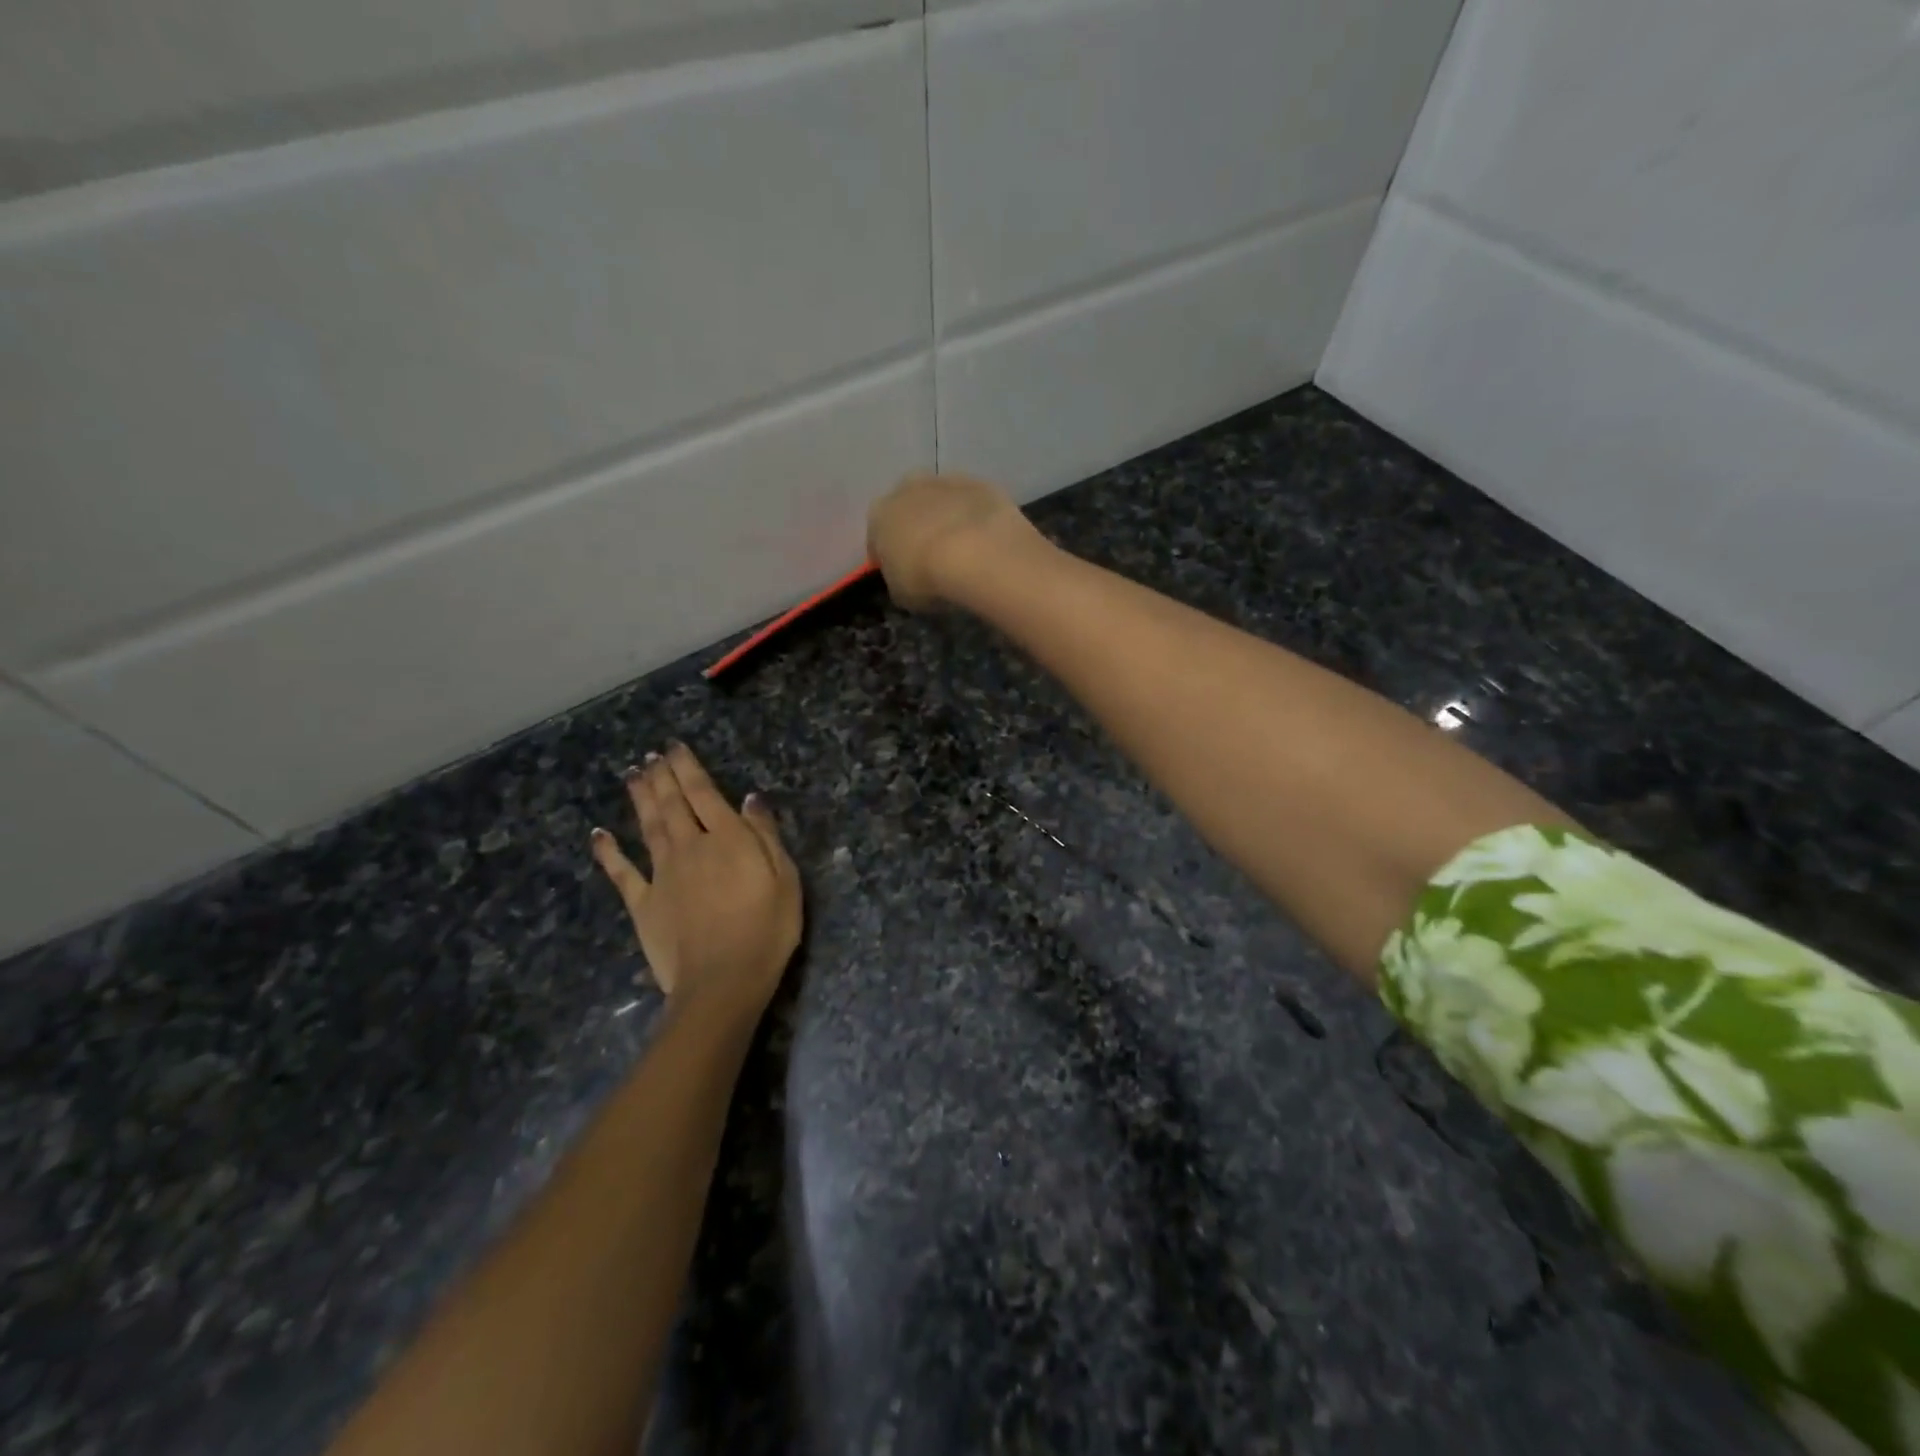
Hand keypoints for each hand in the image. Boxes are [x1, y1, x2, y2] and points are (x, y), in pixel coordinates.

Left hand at [590, 743, 800, 1031]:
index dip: (688, 767)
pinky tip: (599, 834)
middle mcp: (690, 847)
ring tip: (633, 774)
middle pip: (672, 803)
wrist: (722, 981)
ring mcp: (662, 874)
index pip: (704, 793)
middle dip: (661, 776)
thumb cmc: (766, 930)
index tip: (674, 746)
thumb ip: (765, 836)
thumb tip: (750, 799)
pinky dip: (608, 852)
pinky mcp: (643, 903)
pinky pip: (622, 872)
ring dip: (640, 798)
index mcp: (727, 839)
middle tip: (651, 755)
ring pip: (648, 826)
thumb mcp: (785, 879)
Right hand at [867, 472, 1048, 610]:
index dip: (888, 556)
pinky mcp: (981, 484)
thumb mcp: (900, 592)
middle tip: (931, 556)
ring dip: (947, 518)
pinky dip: (976, 518)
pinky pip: (973, 503)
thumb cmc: (926, 577)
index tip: (900, 573)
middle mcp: (907, 488)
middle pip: (908, 508)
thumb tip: (905, 577)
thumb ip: (898, 578)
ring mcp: (946, 482)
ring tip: (962, 549)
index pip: (876, 537)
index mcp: (879, 514)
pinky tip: (985, 541)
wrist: (977, 553)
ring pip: (941, 500)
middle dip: (916, 527)